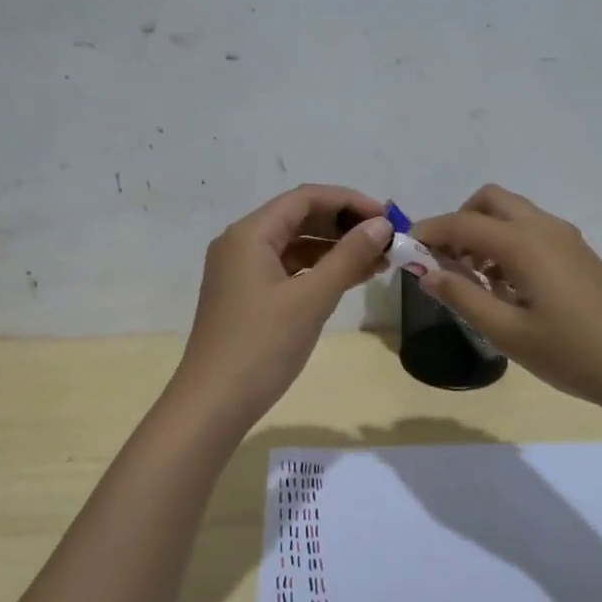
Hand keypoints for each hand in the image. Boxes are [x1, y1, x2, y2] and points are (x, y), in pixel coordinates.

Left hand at [172, 185, 391, 426]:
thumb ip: (348, 257)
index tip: (387, 218)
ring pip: (294, 245)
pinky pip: (287, 270)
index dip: (349, 201)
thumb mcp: (311, 299)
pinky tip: (347, 281)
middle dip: (344, 225)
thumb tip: (381, 225)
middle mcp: (241, 243)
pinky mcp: (245, 296)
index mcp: (250, 234)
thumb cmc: (262, 346)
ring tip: (376, 262)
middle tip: (386, 241)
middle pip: (299, 218)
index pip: (305, 198)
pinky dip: (317, 271)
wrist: (214, 404)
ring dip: (334, 249)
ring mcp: (240, 271)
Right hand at [413, 185, 601, 419]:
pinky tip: (506, 289)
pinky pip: (532, 233)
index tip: (405, 251)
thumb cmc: (572, 353)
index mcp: (523, 243)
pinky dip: (507, 245)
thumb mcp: (507, 332)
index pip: (462, 223)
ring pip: (513, 215)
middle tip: (444, 262)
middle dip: (459, 222)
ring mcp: (566, 239)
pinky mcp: (579, 255)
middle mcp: (544, 228)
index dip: (429, 232)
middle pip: (490, 201)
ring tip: (473, 282)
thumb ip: (462, 296)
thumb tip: (427, 272)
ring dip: (484, 234)